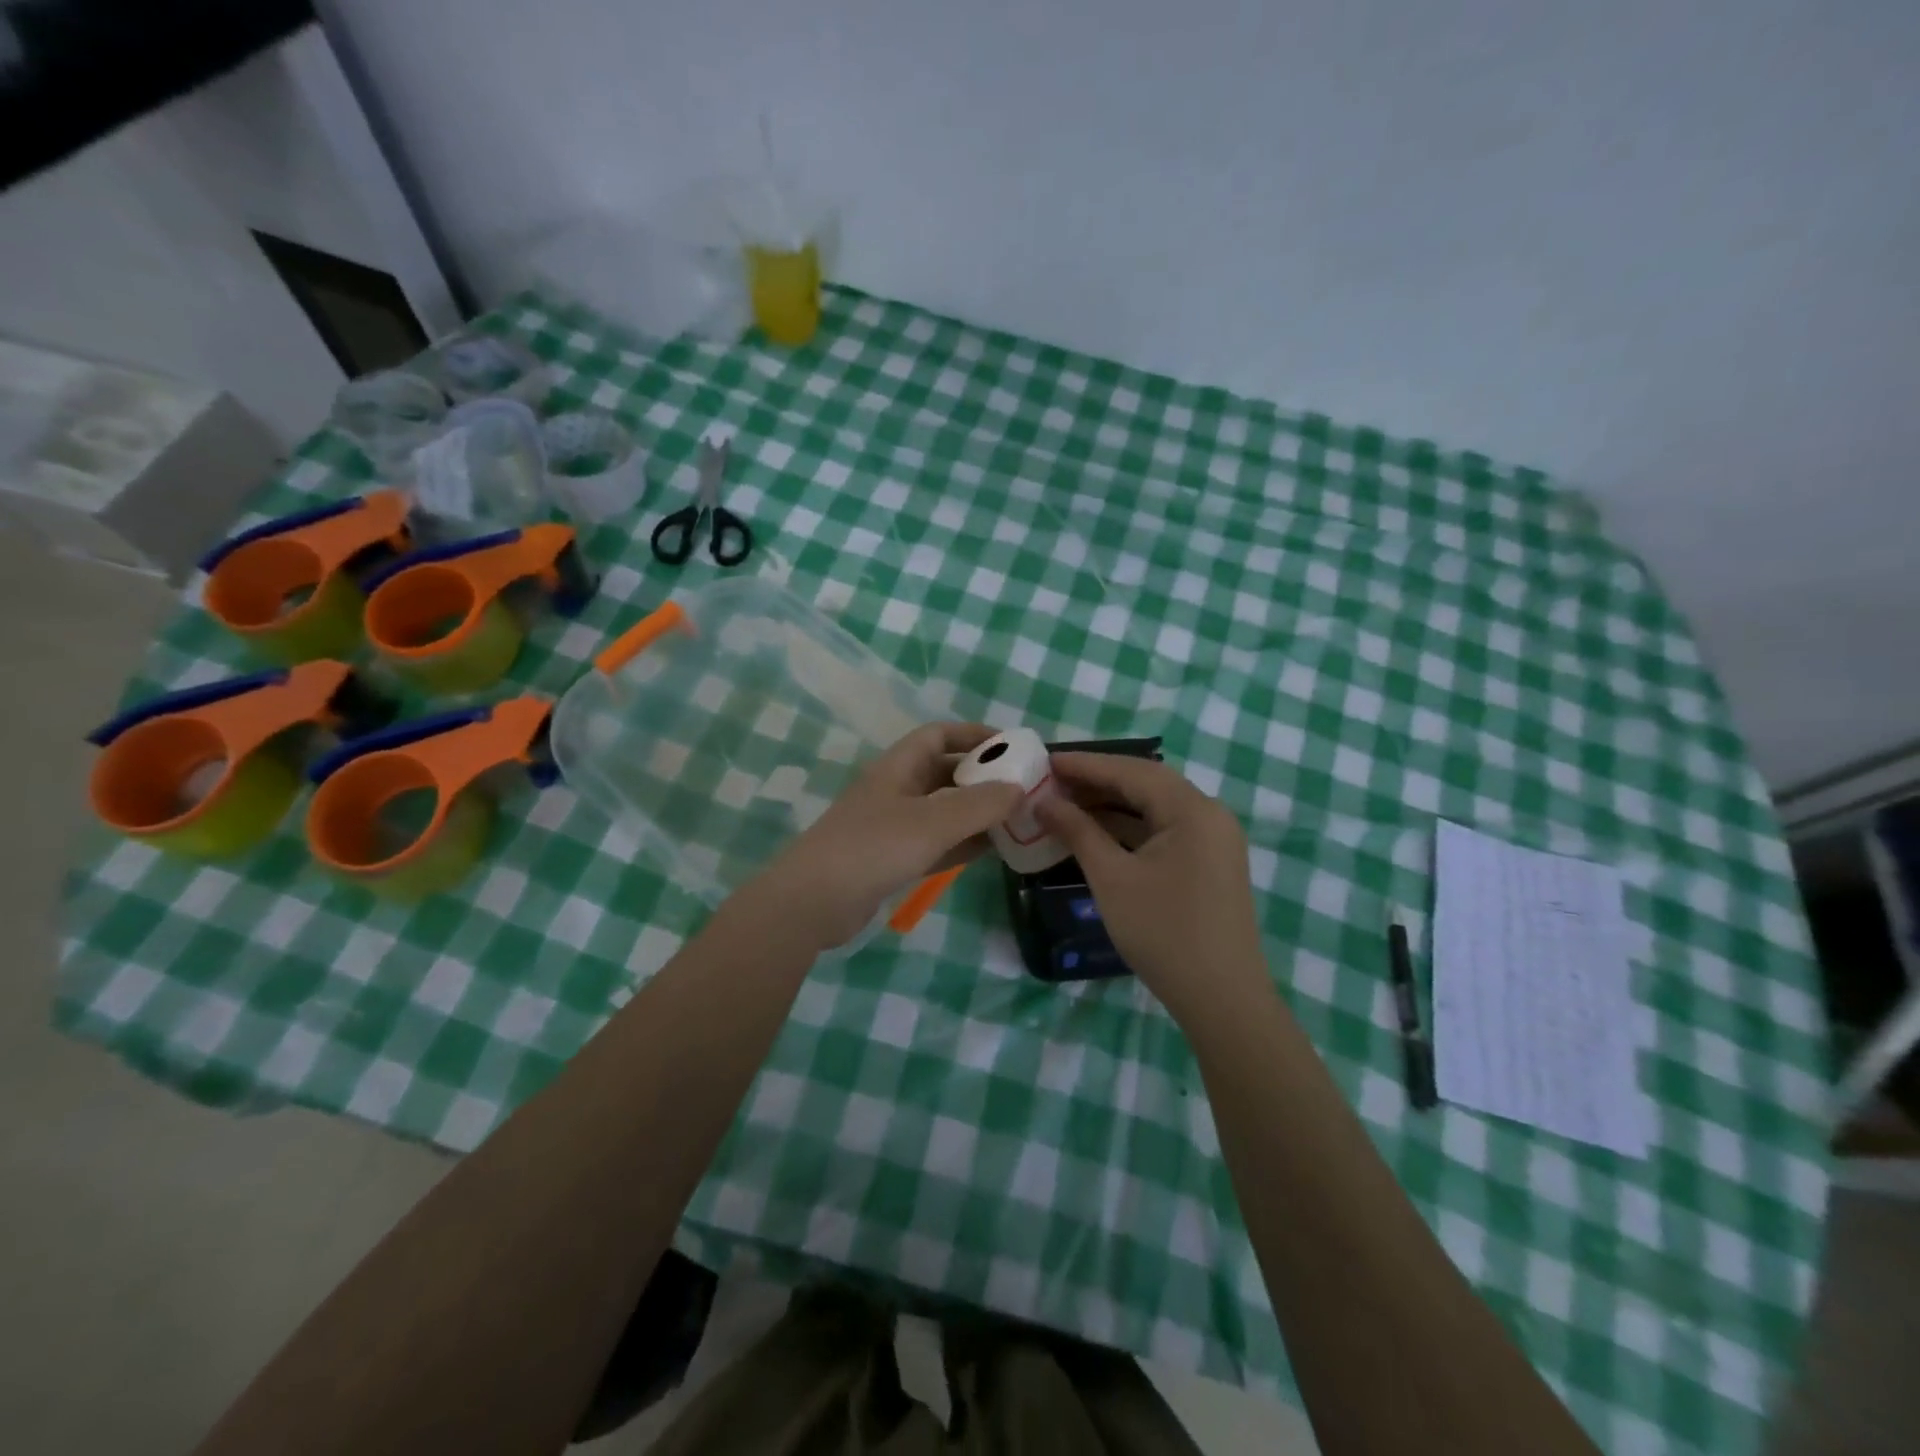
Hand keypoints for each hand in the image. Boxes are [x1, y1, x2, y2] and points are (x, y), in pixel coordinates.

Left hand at [753, 723, 1021, 948]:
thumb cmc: (872, 848)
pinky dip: (962, 842)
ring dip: (976, 813)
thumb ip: (978, 805)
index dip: (974, 734)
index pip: (939, 735)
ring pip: (943, 810)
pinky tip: (991, 851)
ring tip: (1017, 819)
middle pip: (944, 772)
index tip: (1011, 745)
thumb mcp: (931, 822)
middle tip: (1023, 788)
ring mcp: (892, 826)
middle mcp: (896, 790)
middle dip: (982, 776)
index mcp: (898, 767)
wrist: (812, 903)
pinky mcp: (892, 859)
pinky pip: (936, 842)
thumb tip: (1019, 788)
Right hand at [1036, 753, 1266, 1021]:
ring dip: (1111, 805)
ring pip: (1154, 808)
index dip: (1086, 764)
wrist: (1221, 999)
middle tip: (1050, 781)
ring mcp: (1213, 840)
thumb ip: (1078, 831)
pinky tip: (1095, 832)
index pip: (1132, 771)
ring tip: (1064, 803)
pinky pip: (1163, 831)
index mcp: (1192, 810)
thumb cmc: (1163, 933)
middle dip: (1097, 781)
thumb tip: (1044, 802)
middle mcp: (1209, 815)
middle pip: (1146, 784)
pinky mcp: (1208, 862)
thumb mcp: (1112, 878)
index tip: (1045, 760)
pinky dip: (1129, 828)